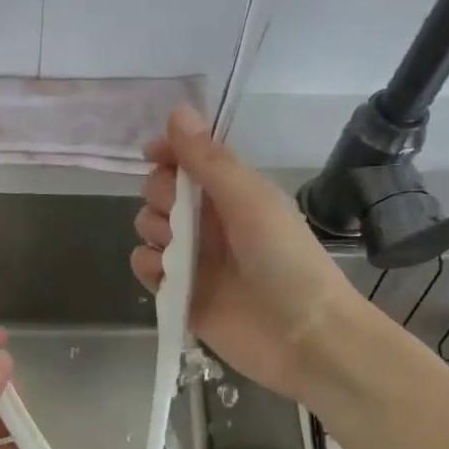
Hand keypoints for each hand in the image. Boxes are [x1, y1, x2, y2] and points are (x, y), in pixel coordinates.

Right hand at [131, 106, 357, 401]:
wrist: (302, 336)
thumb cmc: (285, 260)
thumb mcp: (250, 200)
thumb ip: (209, 160)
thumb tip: (177, 111)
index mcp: (231, 194)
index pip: (187, 161)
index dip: (167, 154)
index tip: (153, 155)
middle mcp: (209, 222)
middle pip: (160, 193)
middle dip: (159, 197)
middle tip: (178, 216)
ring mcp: (193, 259)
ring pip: (149, 230)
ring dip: (154, 233)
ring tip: (176, 253)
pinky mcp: (180, 295)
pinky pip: (146, 269)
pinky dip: (149, 268)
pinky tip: (166, 276)